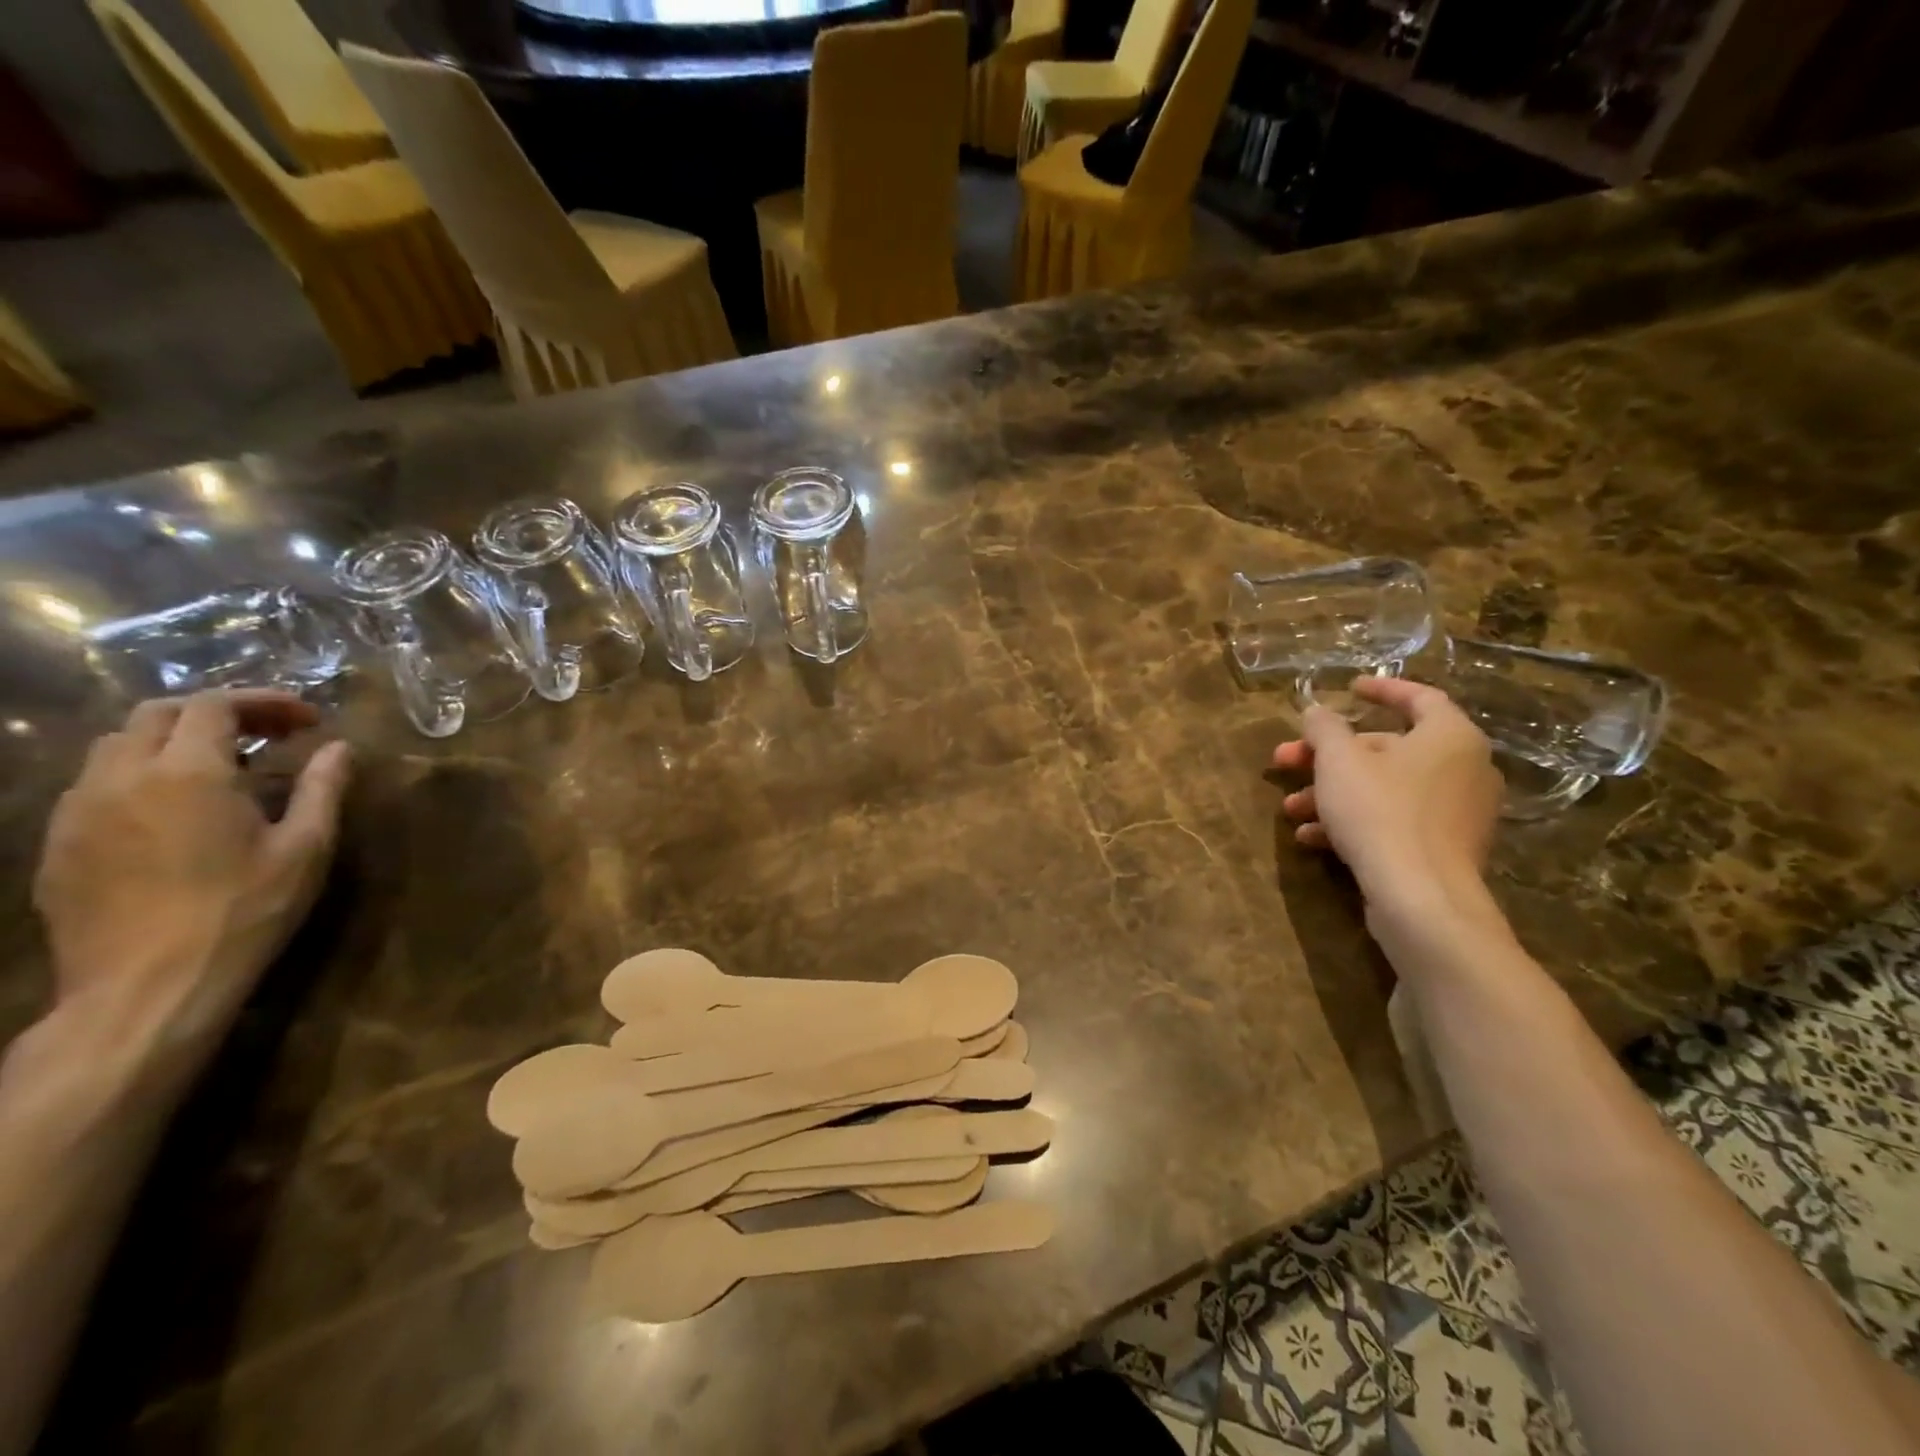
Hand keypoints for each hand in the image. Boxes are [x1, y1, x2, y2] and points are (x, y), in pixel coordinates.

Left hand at [32, 691, 351, 1062]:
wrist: (147, 987)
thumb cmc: (244, 911)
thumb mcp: (306, 849)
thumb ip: (322, 788)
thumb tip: (339, 748)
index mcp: (188, 773)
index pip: (216, 705)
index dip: (264, 701)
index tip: (306, 720)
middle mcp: (121, 778)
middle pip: (157, 714)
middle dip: (216, 713)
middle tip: (267, 735)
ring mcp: (78, 811)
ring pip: (116, 746)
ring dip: (172, 741)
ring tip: (221, 768)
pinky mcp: (58, 844)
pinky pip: (94, 786)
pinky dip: (140, 776)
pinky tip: (174, 809)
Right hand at [1271, 677, 1501, 918]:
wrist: (1420, 897)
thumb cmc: (1380, 812)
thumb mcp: (1339, 761)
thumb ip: (1325, 728)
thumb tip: (1317, 711)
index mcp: (1450, 736)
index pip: (1419, 697)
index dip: (1381, 689)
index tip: (1348, 689)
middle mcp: (1464, 769)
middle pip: (1387, 749)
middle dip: (1329, 756)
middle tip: (1286, 760)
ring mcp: (1456, 813)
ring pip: (1384, 789)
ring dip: (1332, 793)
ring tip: (1291, 808)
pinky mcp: (1443, 849)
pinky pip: (1393, 821)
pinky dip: (1354, 822)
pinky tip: (1312, 837)